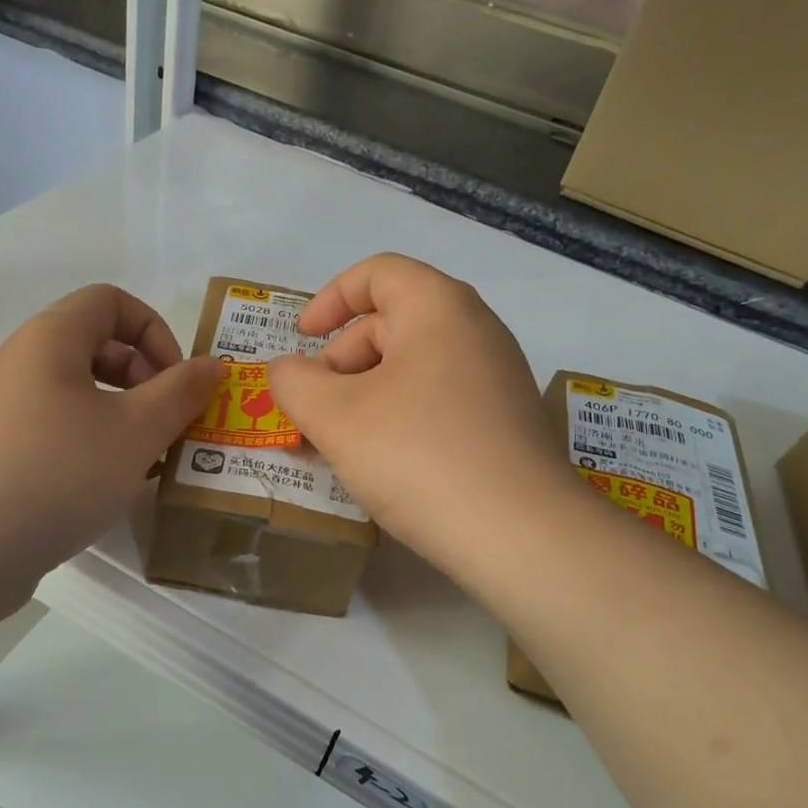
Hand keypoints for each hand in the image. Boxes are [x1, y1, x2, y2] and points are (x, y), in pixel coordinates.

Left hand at [0, 284, 221, 601]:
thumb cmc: (56, 473)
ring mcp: (0, 412)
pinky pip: (54, 432)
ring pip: (78, 396)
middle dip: (145, 380)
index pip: (111, 301)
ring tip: (146, 464)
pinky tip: (105, 490)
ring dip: (122, 419)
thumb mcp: (136, 431)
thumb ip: (181, 392)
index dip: (156, 331)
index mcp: (50, 340)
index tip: (177, 382)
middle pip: (96, 347)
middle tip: (169, 427)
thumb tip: (212, 365)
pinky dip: (90, 447)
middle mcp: (20, 364)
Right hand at [266, 254, 573, 576]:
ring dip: (365, 396)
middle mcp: (477, 331)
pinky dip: (401, 418)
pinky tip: (384, 465)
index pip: (378, 273)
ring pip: (414, 369)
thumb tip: (287, 370)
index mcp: (439, 308)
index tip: (302, 338)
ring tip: (339, 445)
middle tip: (312, 411)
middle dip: (340, 361)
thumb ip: (295, 382)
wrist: (519, 534)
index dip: (330, 298)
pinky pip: (440, 402)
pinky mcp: (507, 424)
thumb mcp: (335, 417)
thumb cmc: (418, 455)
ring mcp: (498, 380)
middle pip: (393, 323)